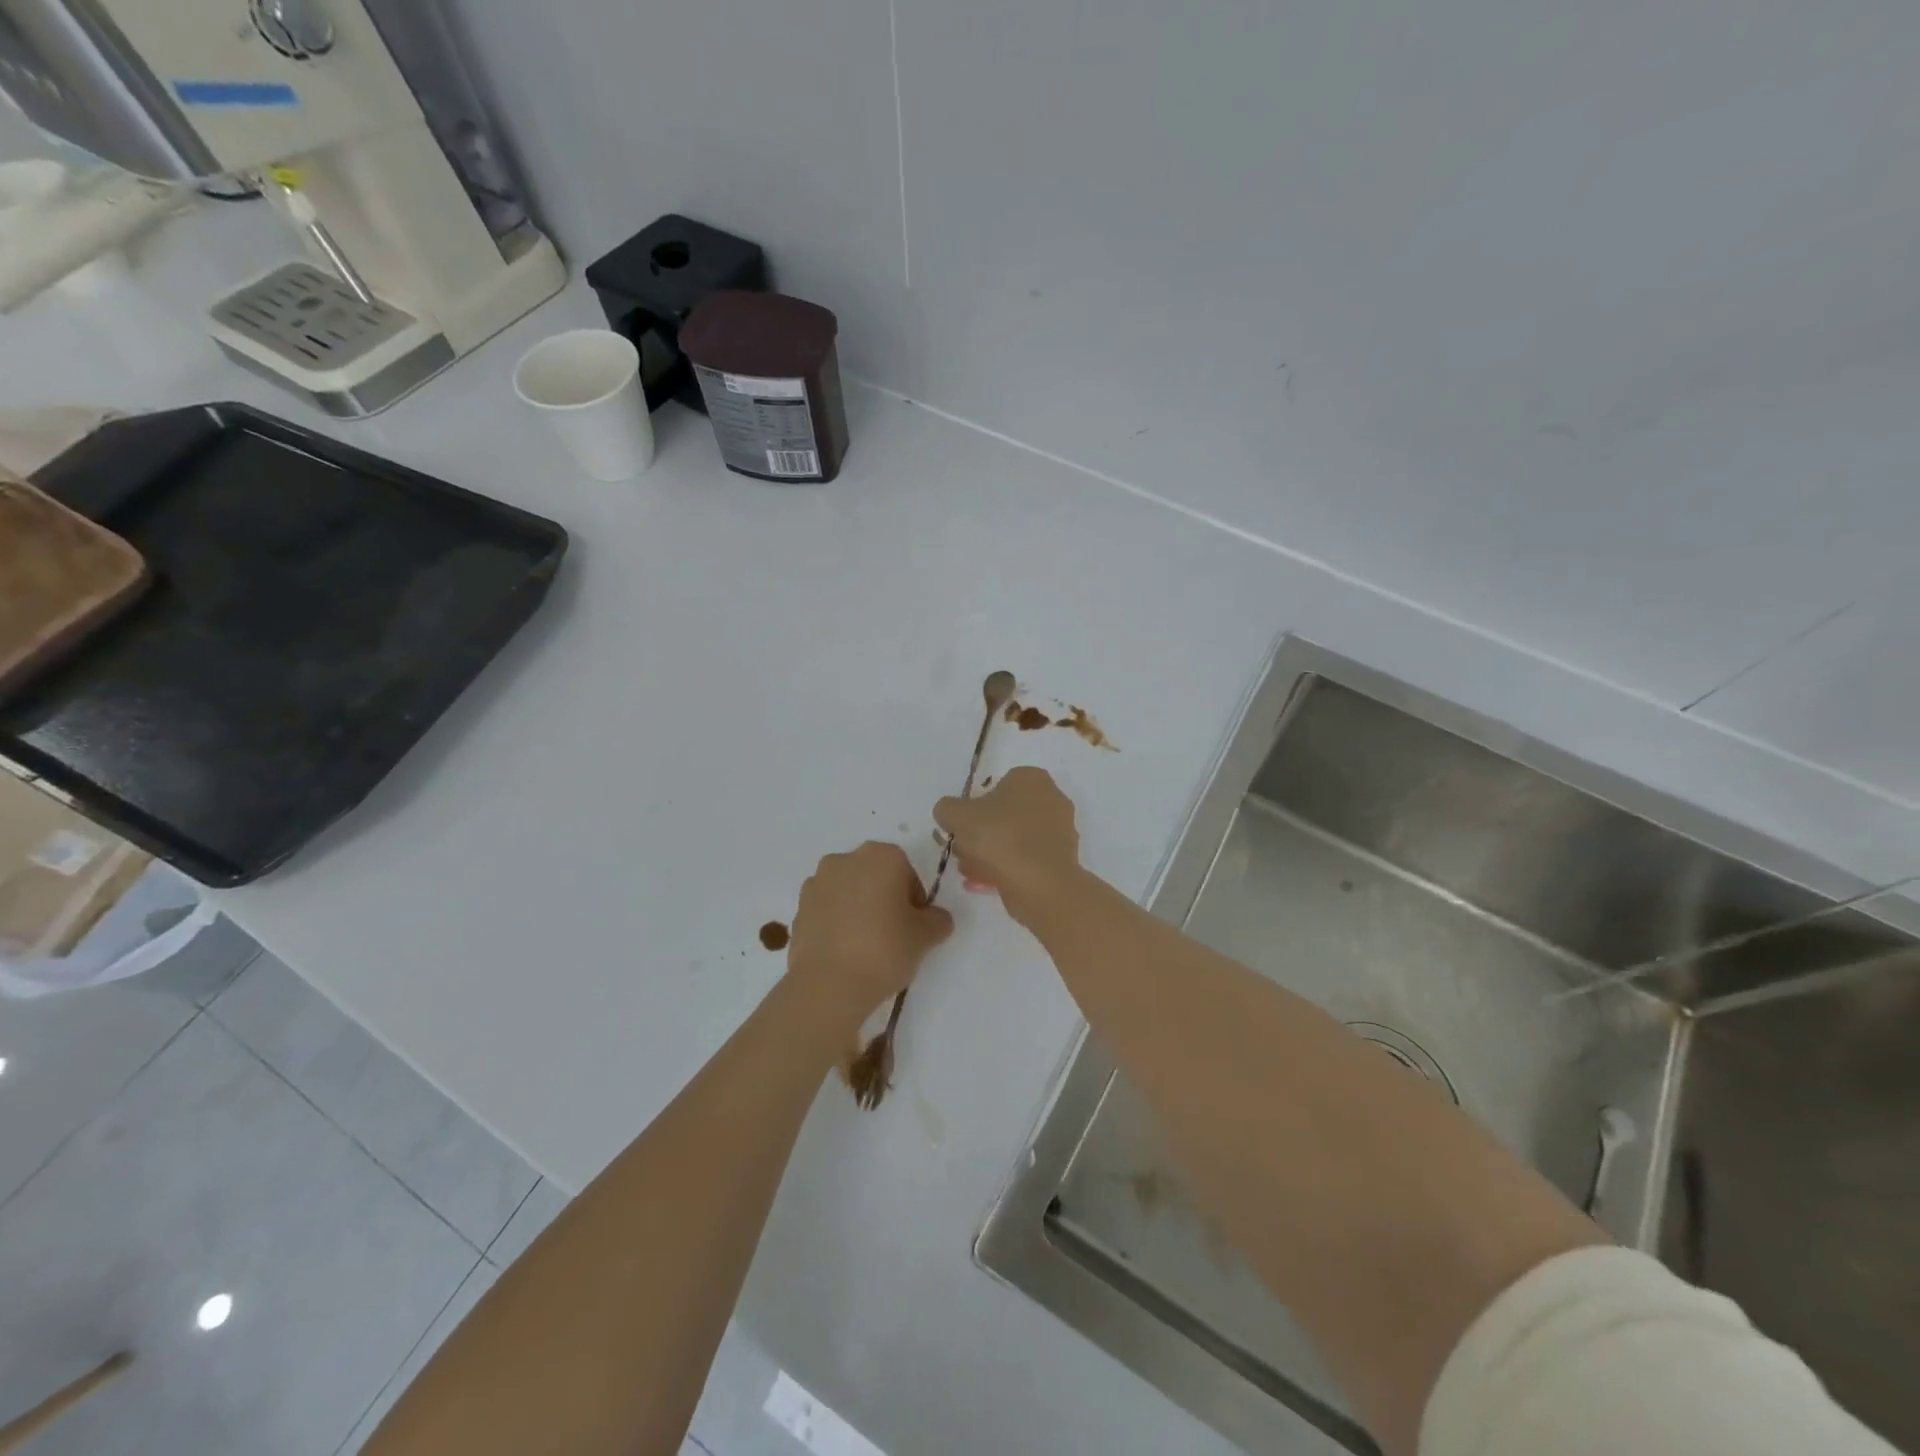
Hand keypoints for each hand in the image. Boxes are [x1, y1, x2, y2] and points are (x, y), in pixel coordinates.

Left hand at [788, 842, 953, 1015]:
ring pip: (849, 890)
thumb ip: (938, 920)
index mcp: (882, 855)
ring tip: (865, 945)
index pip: (908, 873)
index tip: (914, 927)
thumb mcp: (926, 937)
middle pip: (875, 875)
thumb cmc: (884, 949)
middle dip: (885, 898)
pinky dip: (836, 921)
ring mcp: (818, 881)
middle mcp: (847, 858)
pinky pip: (827, 908)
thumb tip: (935, 917)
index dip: (915, 901)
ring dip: (858, 907)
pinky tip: (843, 950)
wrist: (828, 984)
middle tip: (893, 934)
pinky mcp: (799, 906)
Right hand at [933, 766, 1080, 922]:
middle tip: (964, 853)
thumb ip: (947, 808)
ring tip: (971, 873)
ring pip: (1016, 839)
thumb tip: (949, 814)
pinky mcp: (1063, 859)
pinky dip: (1009, 868)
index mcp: (1031, 778)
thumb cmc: (999, 838)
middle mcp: (1052, 798)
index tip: (962, 828)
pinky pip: (1028, 859)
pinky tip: (987, 884)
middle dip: (982, 834)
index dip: (975, 807)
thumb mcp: (957, 816)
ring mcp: (1061, 830)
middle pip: (1006, 814)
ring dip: (992, 854)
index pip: (997, 786)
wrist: (1040, 884)